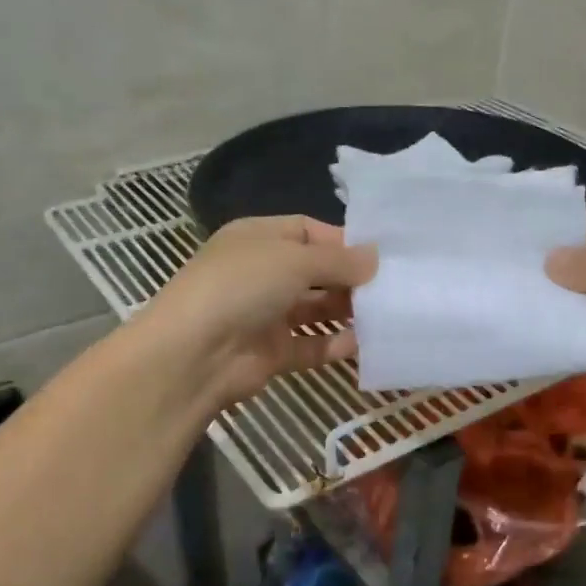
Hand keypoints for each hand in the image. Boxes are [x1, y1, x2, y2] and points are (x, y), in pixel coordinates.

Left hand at [146, 216, 375, 407]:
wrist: (194, 354)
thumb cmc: (242, 287)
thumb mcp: (294, 260)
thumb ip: (339, 261)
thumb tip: (375, 258)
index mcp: (258, 238)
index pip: (307, 231)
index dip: (343, 241)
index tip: (380, 255)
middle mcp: (261, 273)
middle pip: (315, 272)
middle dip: (350, 278)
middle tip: (390, 286)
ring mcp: (265, 315)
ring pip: (315, 309)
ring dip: (346, 312)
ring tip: (385, 314)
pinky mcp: (272, 352)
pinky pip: (311, 345)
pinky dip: (335, 344)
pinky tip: (362, 343)